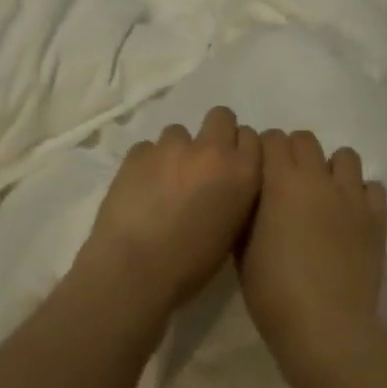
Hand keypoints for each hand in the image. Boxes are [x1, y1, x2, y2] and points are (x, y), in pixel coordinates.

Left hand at [74, 106, 262, 317]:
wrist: (135, 270)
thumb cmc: (191, 264)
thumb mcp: (232, 230)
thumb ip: (236, 194)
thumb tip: (226, 183)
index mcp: (242, 173)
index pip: (252, 137)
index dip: (240, 150)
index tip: (231, 167)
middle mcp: (212, 151)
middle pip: (221, 117)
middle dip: (214, 134)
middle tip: (202, 164)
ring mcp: (171, 148)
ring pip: (179, 132)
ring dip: (177, 151)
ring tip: (165, 182)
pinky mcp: (137, 153)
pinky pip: (148, 148)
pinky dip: (147, 163)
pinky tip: (141, 189)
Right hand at [236, 129, 386, 387]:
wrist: (325, 326)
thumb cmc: (273, 292)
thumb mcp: (243, 250)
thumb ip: (249, 212)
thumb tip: (256, 196)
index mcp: (281, 181)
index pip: (272, 139)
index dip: (263, 151)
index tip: (259, 172)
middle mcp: (318, 178)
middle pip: (306, 140)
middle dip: (293, 153)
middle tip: (286, 184)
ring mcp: (352, 196)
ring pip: (345, 157)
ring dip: (330, 169)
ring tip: (322, 195)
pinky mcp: (376, 217)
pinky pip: (372, 187)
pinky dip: (360, 194)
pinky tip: (349, 216)